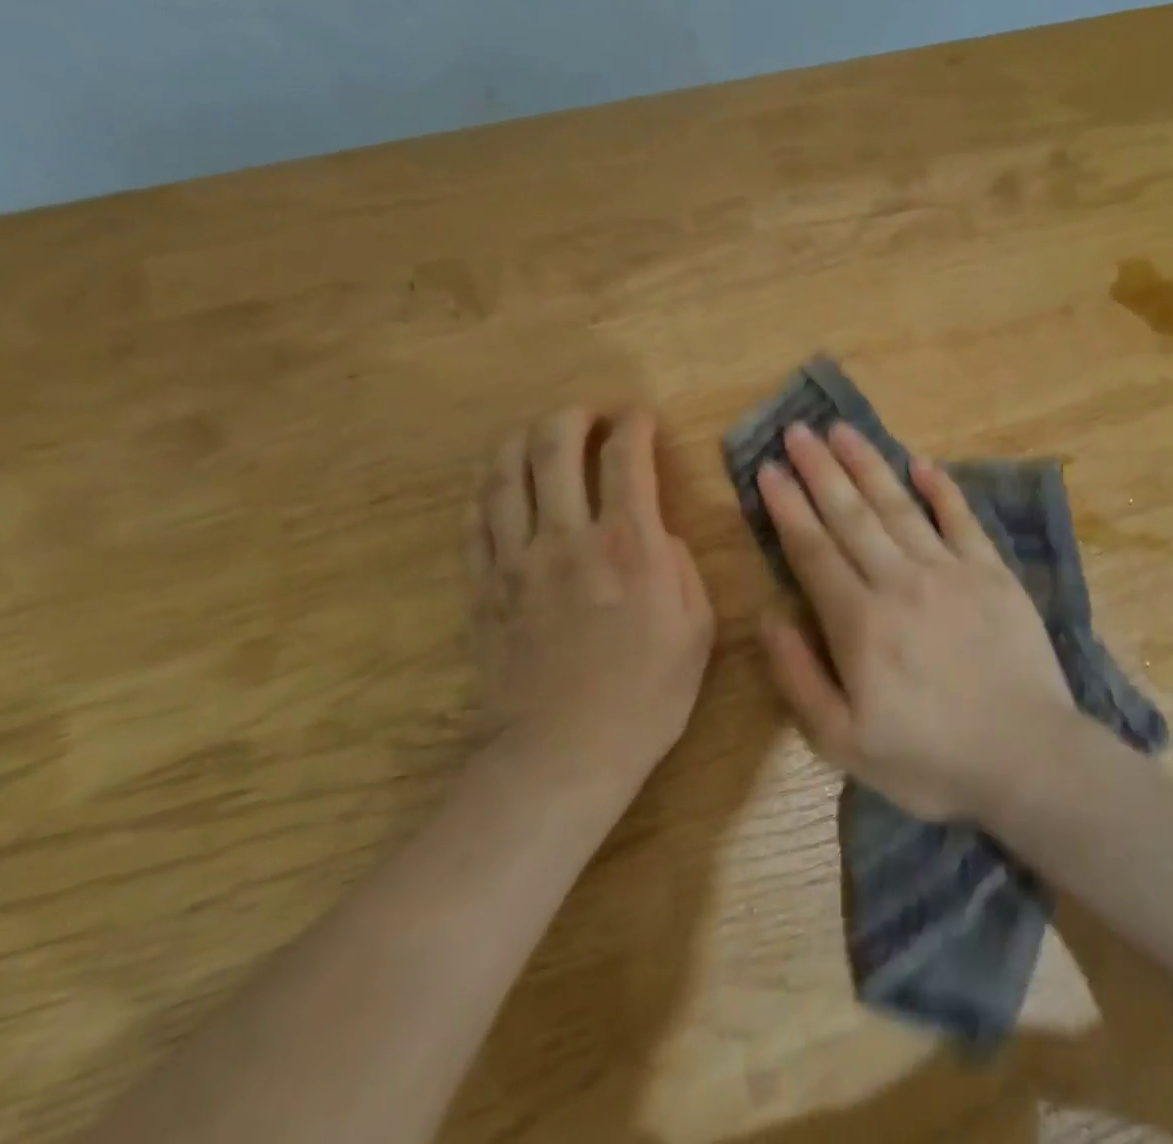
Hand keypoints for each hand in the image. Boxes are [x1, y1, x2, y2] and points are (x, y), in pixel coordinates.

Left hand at [468, 408, 714, 781]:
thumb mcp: (696, 628)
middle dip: (573, 416)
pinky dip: (489, 490)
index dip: (634, 424)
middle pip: (554, 446)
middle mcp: (568, 536)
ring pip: (505, 474)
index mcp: (629, 544)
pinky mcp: (483, 588)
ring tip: (539, 435)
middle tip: (588, 417)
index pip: (626, 457)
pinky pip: (476, 521)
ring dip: (522, 440)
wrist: (563, 756)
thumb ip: (680, 566)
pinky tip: (501, 485)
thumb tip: (655, 533)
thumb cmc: (645, 695)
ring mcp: (516, 560)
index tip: (640, 417)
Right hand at [754, 422, 1073, 819]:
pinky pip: (961, 519)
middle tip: (797, 431)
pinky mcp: (992, 573)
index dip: (787, 507)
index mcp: (859, 622)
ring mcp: (950, 571)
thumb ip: (798, 677)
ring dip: (868, 465)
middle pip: (850, 515)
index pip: (813, 550)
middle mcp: (899, 581)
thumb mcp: (843, 743)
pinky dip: (941, 489)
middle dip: (819, 470)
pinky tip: (921, 463)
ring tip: (842, 430)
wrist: (1029, 760)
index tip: (768, 469)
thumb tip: (768, 616)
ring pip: (898, 506)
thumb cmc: (930, 760)